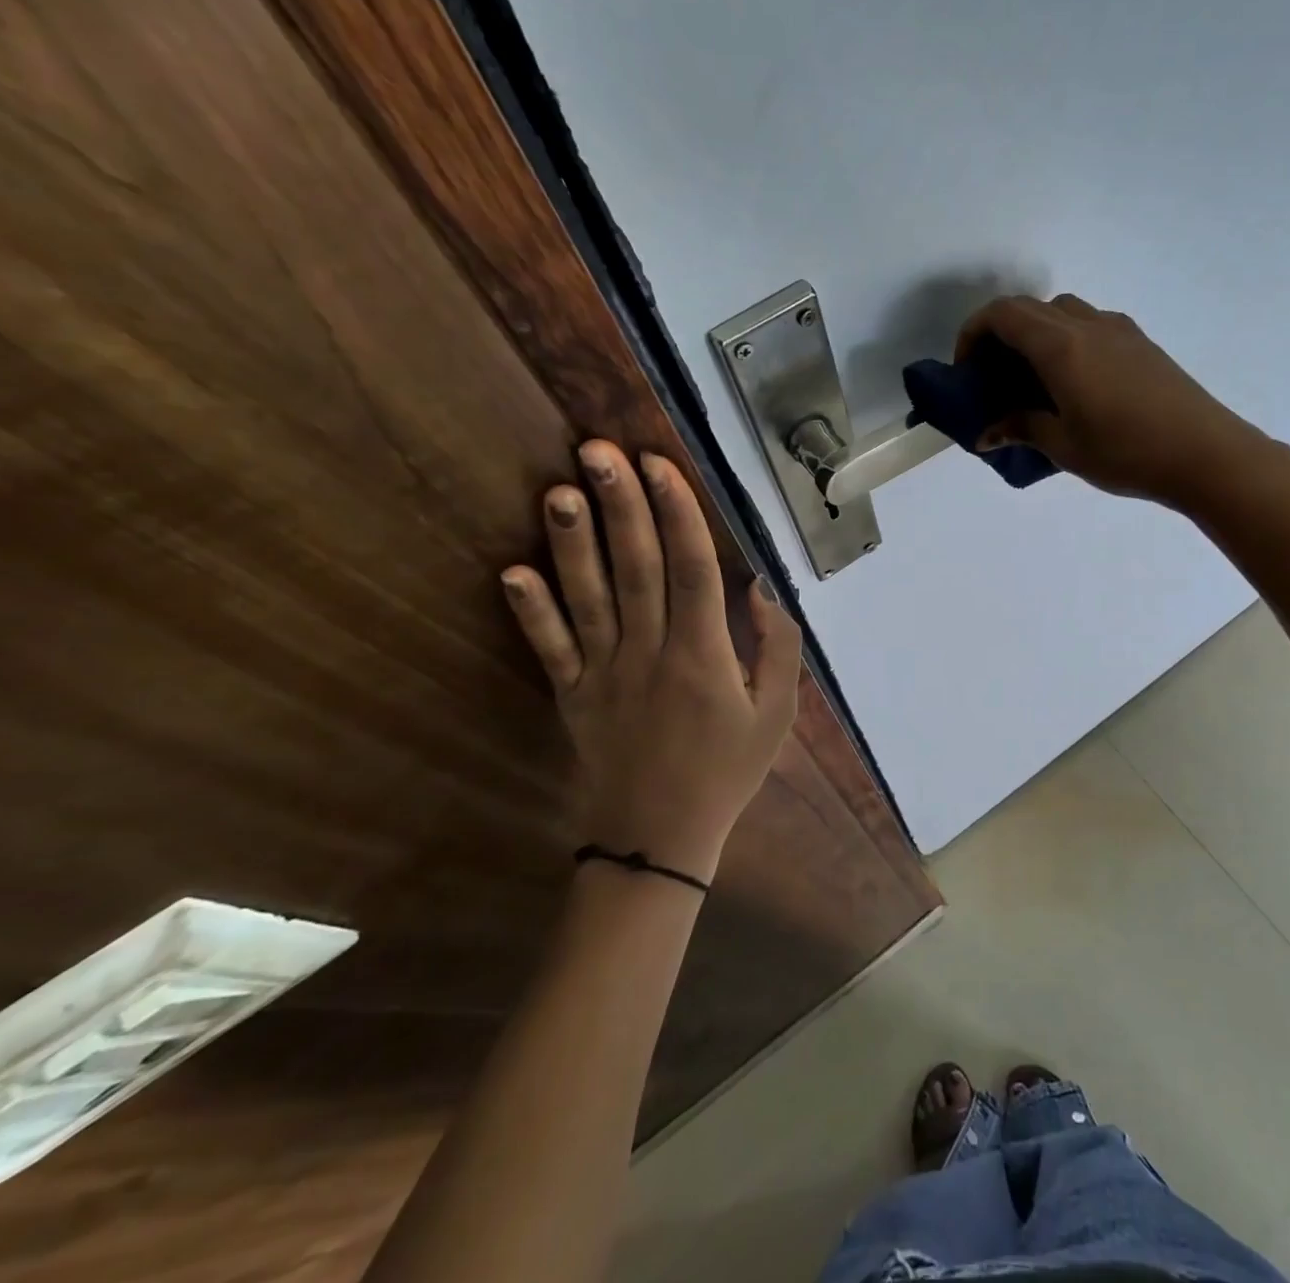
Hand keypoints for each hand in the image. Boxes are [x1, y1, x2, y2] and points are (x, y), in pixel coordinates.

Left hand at [500, 441, 801, 882]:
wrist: (658, 840)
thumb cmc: (727, 770)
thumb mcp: (776, 714)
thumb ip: (777, 647)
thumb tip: (760, 585)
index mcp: (705, 655)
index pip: (691, 569)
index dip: (676, 513)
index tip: (659, 465)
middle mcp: (650, 653)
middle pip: (635, 568)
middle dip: (620, 505)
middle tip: (598, 450)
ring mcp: (604, 674)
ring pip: (588, 597)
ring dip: (572, 542)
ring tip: (558, 490)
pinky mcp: (571, 695)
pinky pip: (549, 648)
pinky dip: (530, 611)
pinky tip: (512, 571)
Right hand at [956, 294, 1268, 506]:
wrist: (1205, 453)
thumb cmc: (1125, 452)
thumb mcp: (1064, 446)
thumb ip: (1021, 429)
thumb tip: (987, 434)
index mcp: (1061, 346)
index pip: (1003, 315)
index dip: (973, 333)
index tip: (966, 370)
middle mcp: (1087, 325)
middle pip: (1029, 308)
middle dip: (1000, 334)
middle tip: (993, 377)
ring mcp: (1118, 330)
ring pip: (1061, 312)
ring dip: (1035, 334)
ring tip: (1031, 380)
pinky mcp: (1140, 342)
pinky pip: (1089, 325)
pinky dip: (1065, 340)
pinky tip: (1072, 383)